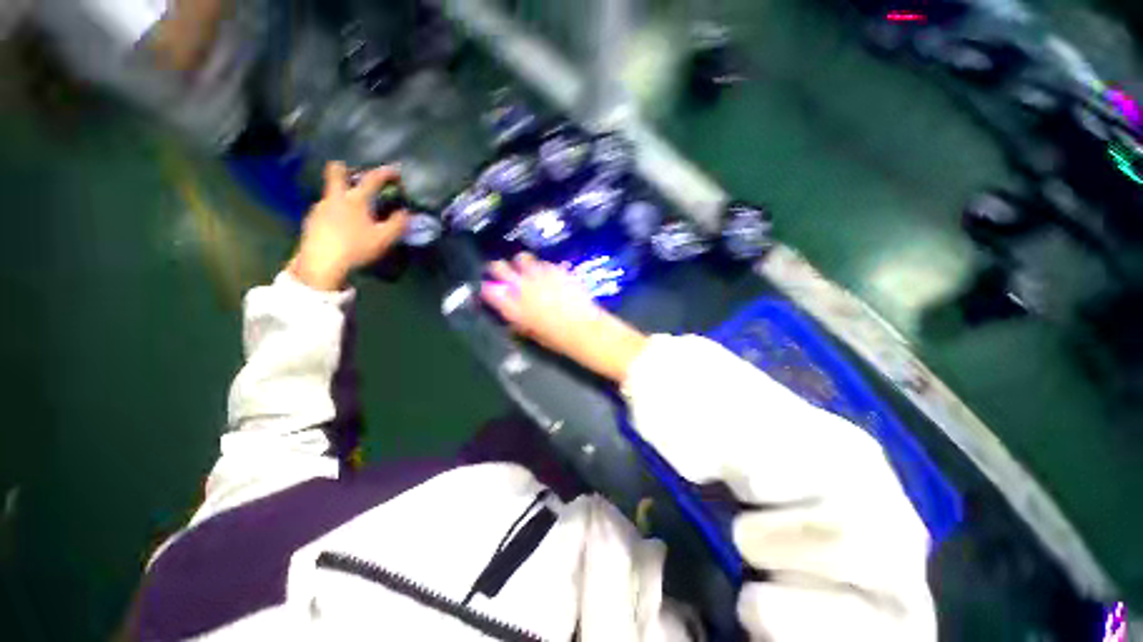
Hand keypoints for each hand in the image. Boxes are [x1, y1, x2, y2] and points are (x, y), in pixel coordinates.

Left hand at [289, 162, 408, 290]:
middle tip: (358, 177)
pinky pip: (326, 208)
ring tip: (354, 210)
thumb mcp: (384, 238)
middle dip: (347, 169)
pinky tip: (342, 225)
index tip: (394, 171)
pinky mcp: (311, 220)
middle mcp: (335, 198)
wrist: (321, 263)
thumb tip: (405, 212)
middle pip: (335, 172)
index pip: (371, 179)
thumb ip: (398, 224)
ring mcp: (320, 207)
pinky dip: (336, 210)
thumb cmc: (355, 248)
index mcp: (355, 200)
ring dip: (343, 195)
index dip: (384, 173)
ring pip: (331, 192)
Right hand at [481, 254, 647, 382]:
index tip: (488, 287)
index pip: (491, 292)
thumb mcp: (534, 334)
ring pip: (524, 259)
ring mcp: (541, 277)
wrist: (587, 330)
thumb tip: (512, 313)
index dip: (488, 288)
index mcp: (515, 307)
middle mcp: (524, 288)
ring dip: (522, 263)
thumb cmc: (559, 340)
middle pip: (501, 268)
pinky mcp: (558, 271)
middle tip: (500, 269)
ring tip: (525, 267)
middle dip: (499, 268)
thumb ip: (520, 321)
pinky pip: (545, 264)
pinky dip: (543, 267)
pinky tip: (547, 272)